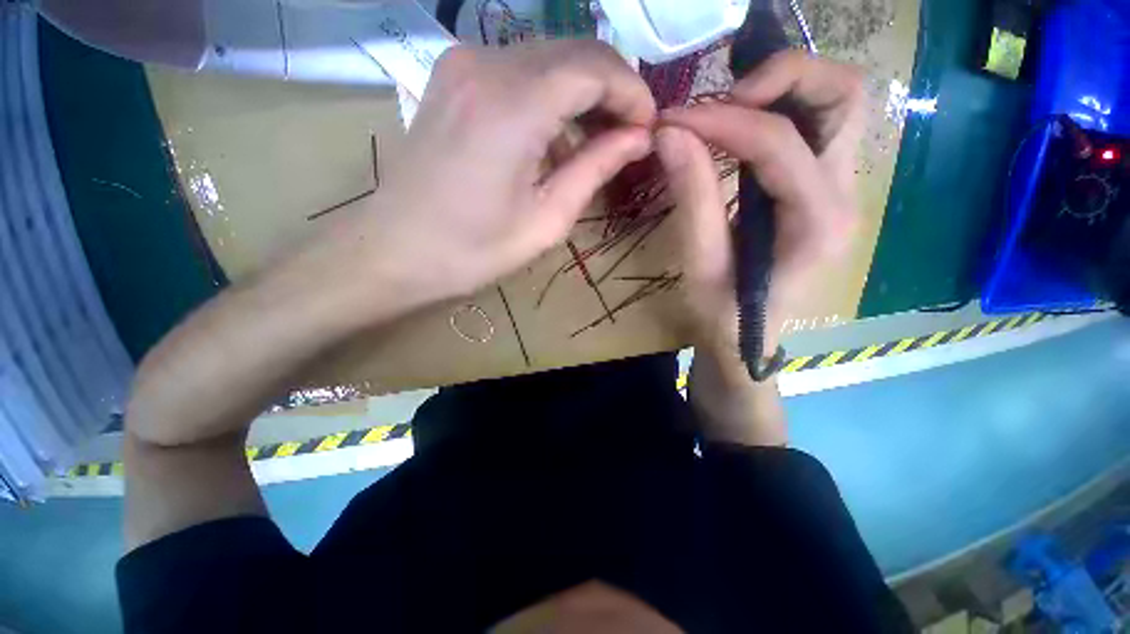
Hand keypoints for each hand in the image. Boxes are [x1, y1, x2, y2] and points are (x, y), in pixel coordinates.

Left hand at [357, 41, 655, 307]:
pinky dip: (548, 96)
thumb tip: (638, 139)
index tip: (647, 128)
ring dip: (580, 94)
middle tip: (626, 137)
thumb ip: (595, 169)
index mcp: (514, 105)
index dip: (632, 93)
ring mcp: (463, 65)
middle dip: (611, 90)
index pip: (595, 67)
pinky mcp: (453, 78)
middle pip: (573, 52)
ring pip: (547, 57)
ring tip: (593, 143)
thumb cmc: (473, 249)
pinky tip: (551, 137)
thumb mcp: (547, 220)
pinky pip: (518, 70)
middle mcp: (486, 64)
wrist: (395, 250)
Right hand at [656, 51, 864, 444]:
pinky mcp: (821, 191)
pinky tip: (739, 127)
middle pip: (845, 96)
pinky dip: (779, 111)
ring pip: (837, 104)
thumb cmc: (723, 317)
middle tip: (723, 97)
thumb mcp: (701, 266)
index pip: (778, 142)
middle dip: (783, 78)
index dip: (723, 120)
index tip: (673, 120)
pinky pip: (815, 128)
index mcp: (818, 222)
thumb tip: (671, 134)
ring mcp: (841, 189)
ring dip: (785, 89)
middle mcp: (846, 195)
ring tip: (727, 107)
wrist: (747, 341)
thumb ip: (692, 199)